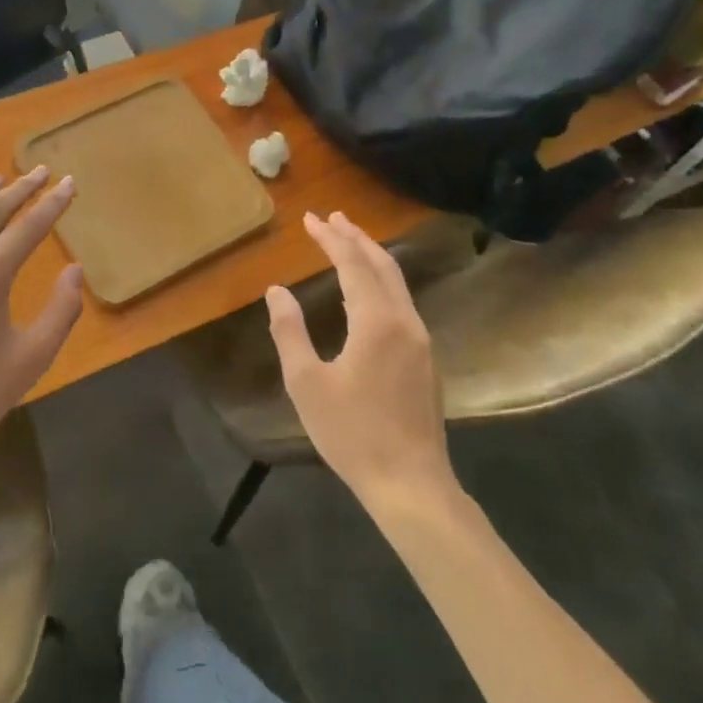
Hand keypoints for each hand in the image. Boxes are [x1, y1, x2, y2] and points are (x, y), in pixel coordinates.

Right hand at [266, 211, 460, 513]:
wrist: (411, 485)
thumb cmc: (353, 433)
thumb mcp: (306, 383)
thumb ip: (289, 331)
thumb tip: (277, 291)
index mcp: (376, 321)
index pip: (352, 264)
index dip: (331, 238)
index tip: (311, 219)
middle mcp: (404, 321)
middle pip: (382, 265)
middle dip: (356, 238)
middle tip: (333, 218)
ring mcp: (420, 341)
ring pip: (396, 283)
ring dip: (371, 258)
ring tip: (348, 242)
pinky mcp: (425, 360)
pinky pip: (402, 303)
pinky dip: (381, 282)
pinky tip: (366, 292)